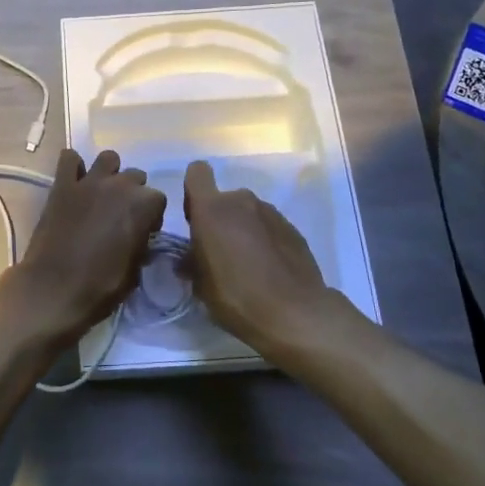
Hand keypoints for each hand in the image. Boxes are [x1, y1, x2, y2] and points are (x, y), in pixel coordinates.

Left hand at [3, 149, 166, 349]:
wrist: (55, 289)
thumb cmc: (101, 286)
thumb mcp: (135, 272)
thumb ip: (141, 244)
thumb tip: (139, 238)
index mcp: (143, 205)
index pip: (158, 199)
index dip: (151, 216)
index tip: (143, 232)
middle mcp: (119, 185)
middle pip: (135, 177)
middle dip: (132, 193)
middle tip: (120, 216)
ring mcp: (89, 182)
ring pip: (108, 159)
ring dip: (109, 173)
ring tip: (100, 195)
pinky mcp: (62, 185)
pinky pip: (69, 159)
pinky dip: (73, 167)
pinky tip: (73, 182)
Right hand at [183, 160, 347, 359]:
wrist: (294, 312)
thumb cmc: (236, 295)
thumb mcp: (200, 284)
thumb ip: (192, 261)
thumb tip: (190, 259)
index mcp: (212, 209)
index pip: (197, 173)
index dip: (193, 191)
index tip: (195, 218)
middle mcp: (241, 201)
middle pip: (224, 199)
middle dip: (220, 219)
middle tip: (221, 253)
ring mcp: (271, 212)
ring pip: (248, 213)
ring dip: (243, 230)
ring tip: (247, 265)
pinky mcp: (293, 228)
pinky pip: (269, 227)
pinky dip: (265, 241)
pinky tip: (268, 269)